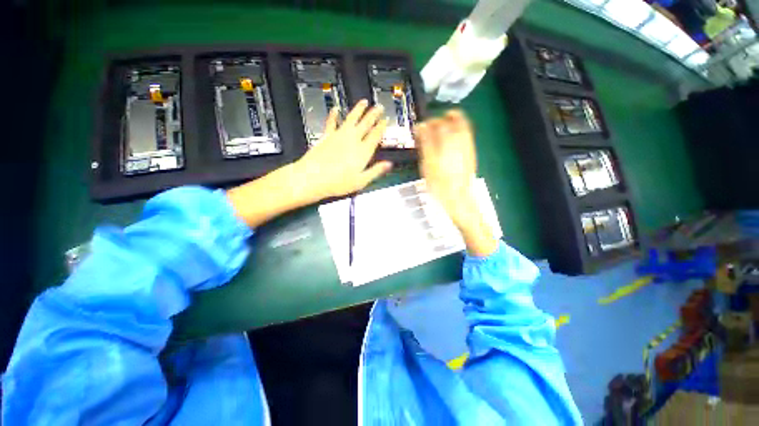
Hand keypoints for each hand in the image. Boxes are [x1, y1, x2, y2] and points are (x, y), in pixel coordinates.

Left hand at [294, 100, 391, 201]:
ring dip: (358, 109)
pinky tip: (335, 108)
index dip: (382, 127)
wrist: (312, 178)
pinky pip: (331, 122)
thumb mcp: (361, 181)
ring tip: (364, 102)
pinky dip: (333, 114)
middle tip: (379, 107)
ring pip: (351, 119)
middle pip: (366, 124)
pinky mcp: (327, 136)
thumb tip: (389, 164)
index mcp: (362, 151)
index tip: (386, 120)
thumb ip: (376, 171)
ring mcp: (339, 136)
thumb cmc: (338, 183)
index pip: (375, 136)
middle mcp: (352, 140)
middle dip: (374, 114)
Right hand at [416, 110, 496, 255]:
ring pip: (463, 126)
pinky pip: (466, 136)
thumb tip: (422, 127)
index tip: (420, 128)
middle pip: (456, 118)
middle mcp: (462, 139)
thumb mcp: (428, 163)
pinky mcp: (470, 154)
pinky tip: (447, 144)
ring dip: (451, 124)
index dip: (428, 122)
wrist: (458, 198)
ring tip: (438, 134)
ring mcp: (468, 146)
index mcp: (449, 140)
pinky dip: (456, 134)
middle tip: (431, 126)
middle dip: (443, 118)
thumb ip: (426, 142)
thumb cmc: (439, 183)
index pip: (439, 122)